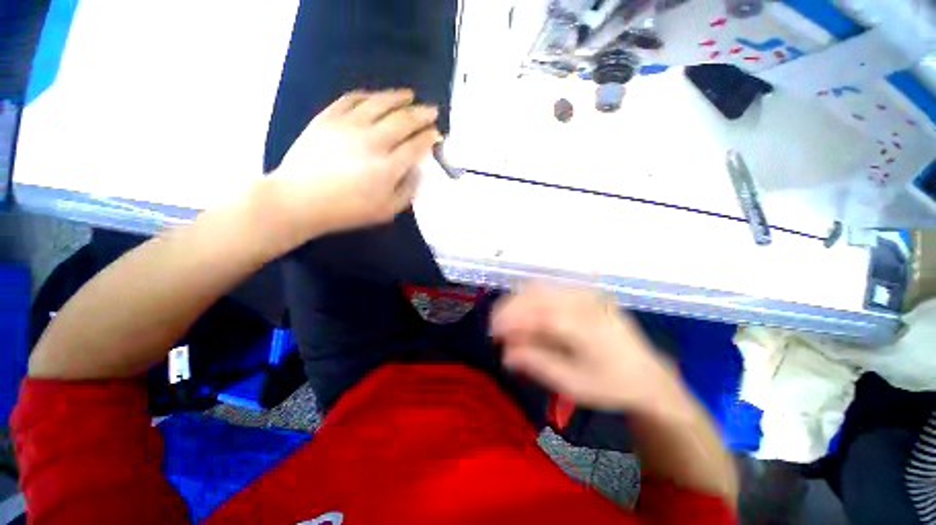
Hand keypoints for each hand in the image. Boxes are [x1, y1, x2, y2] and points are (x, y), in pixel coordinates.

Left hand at [267, 89, 439, 243]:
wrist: (300, 200)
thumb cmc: (347, 210)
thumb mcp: (386, 211)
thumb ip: (407, 191)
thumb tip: (418, 171)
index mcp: (388, 167)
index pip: (416, 146)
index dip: (429, 138)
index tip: (436, 134)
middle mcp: (372, 141)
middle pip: (403, 121)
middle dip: (421, 115)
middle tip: (432, 111)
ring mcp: (348, 126)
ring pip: (379, 104)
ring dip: (398, 98)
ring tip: (410, 95)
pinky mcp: (327, 118)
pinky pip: (351, 99)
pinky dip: (367, 95)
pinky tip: (375, 97)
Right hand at [492, 283, 684, 412]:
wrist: (647, 376)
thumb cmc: (610, 385)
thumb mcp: (573, 384)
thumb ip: (537, 364)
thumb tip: (505, 353)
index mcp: (584, 326)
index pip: (537, 314)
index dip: (511, 320)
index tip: (493, 333)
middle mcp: (584, 302)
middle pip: (535, 295)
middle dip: (510, 309)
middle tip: (498, 330)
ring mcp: (586, 294)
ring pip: (540, 288)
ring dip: (519, 303)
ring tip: (510, 323)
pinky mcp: (586, 293)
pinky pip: (551, 289)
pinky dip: (532, 300)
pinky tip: (528, 315)